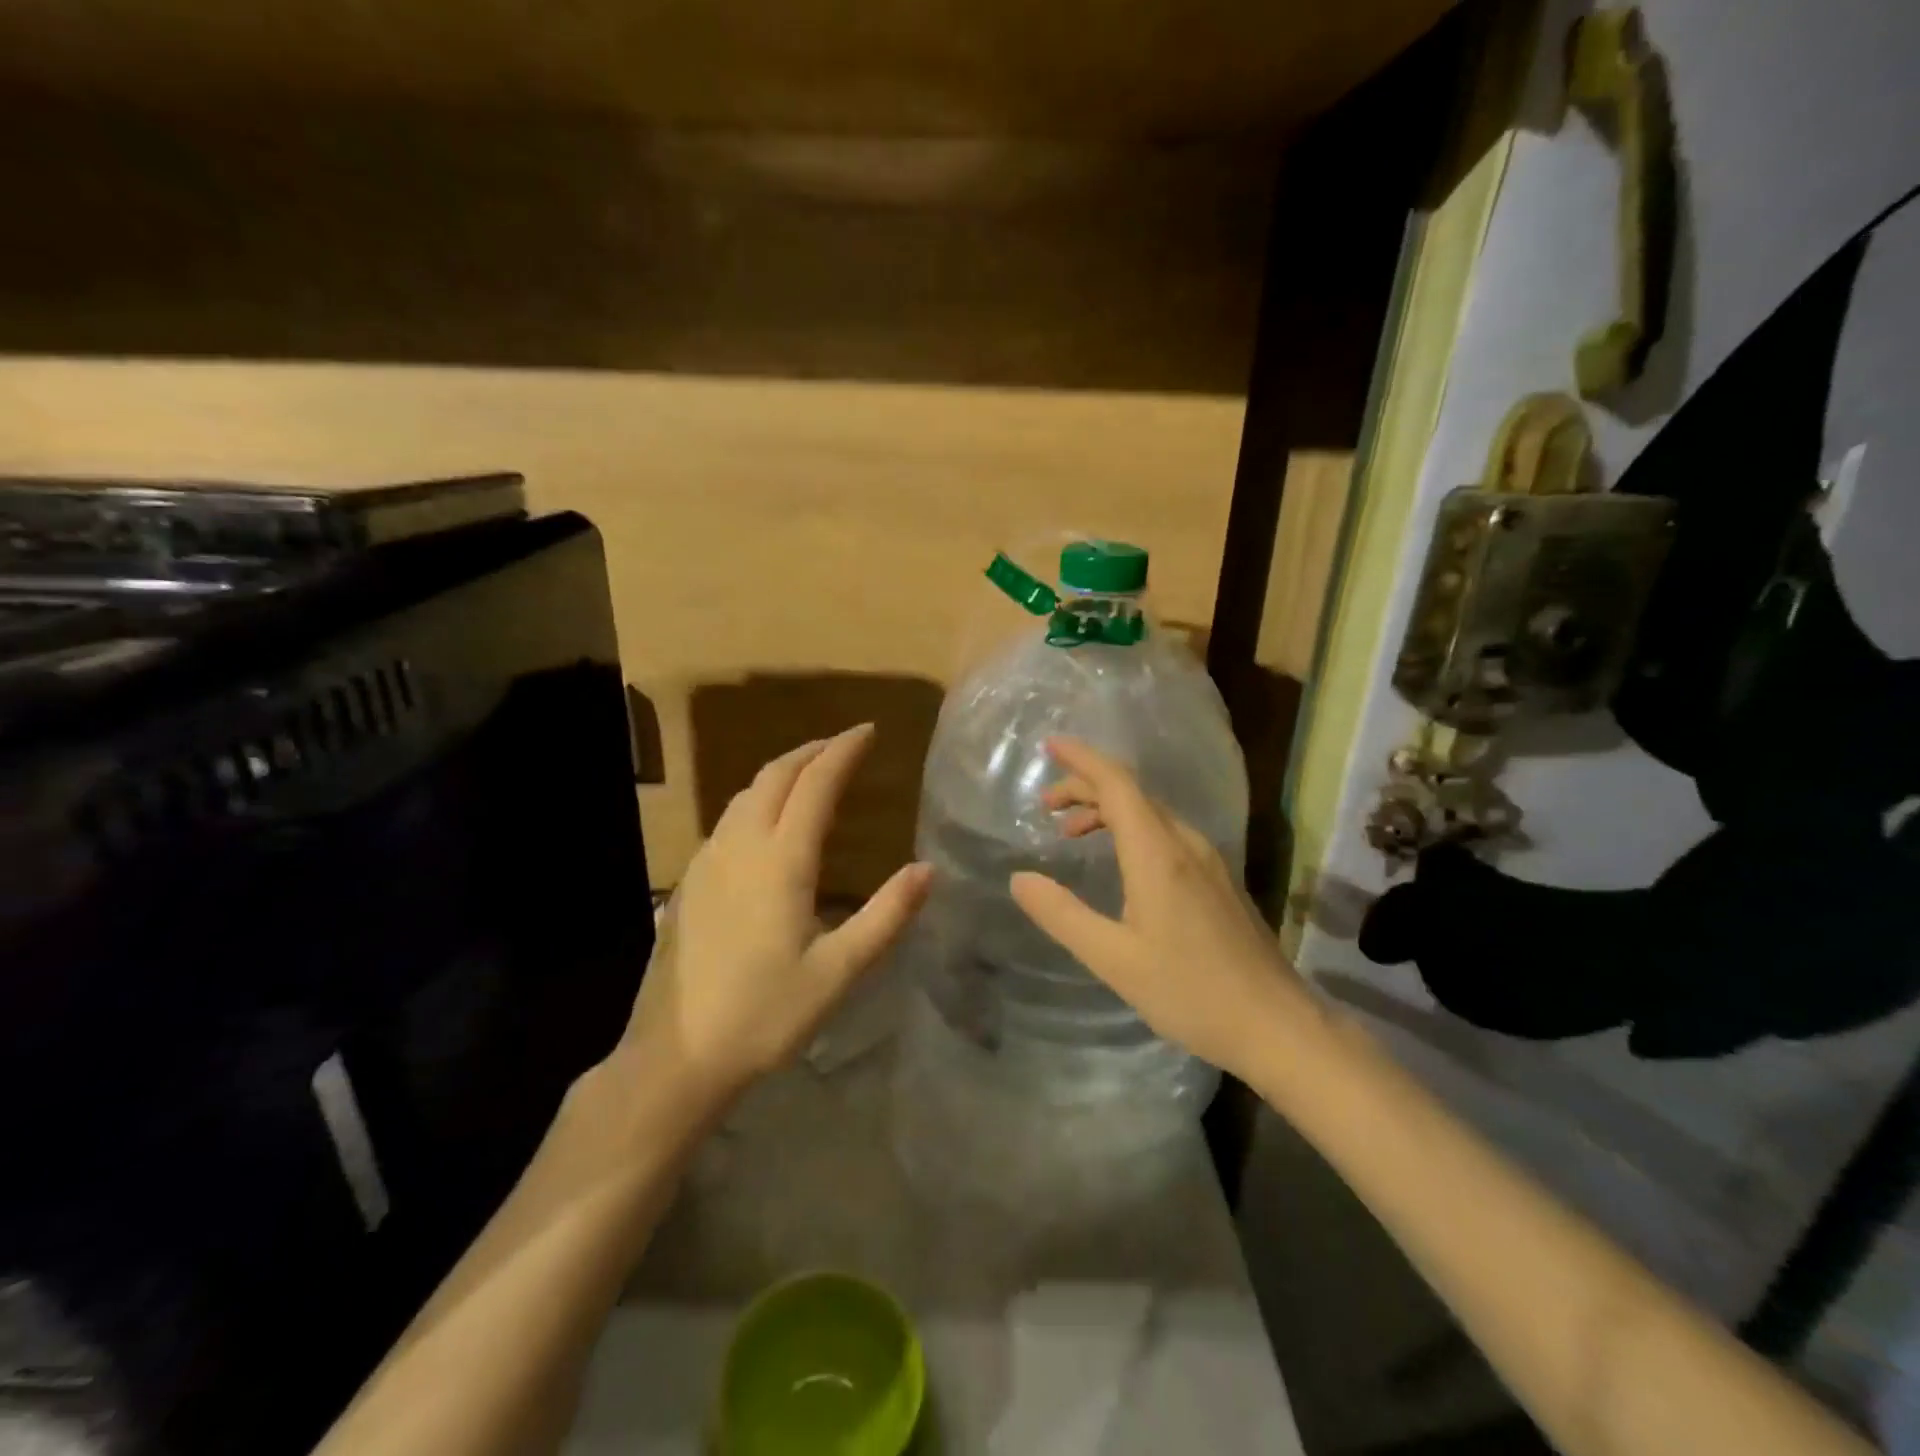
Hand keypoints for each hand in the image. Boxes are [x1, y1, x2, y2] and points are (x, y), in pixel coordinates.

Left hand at [620, 724, 930, 1106]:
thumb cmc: (764, 1015)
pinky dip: (758, 798)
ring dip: (782, 772)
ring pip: (746, 793)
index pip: (815, 784)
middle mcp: (740, 846)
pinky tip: (767, 821)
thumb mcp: (838, 972)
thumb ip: (886, 916)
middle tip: (844, 746)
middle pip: (775, 776)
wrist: (675, 1057)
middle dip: (812, 752)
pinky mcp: (690, 881)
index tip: (868, 731)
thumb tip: (927, 869)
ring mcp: (708, 861)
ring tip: (811, 773)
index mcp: (781, 861)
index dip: (843, 751)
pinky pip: (728, 818)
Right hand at [1009, 737, 1319, 1082]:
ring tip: (1071, 833)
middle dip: (1085, 787)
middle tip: (1045, 805)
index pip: (1116, 784)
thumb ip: (1062, 914)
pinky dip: (1131, 830)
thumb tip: (1020, 878)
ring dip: (1108, 810)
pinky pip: (1167, 834)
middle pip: (1132, 793)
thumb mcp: (1112, 959)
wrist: (1276, 1025)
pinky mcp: (1219, 880)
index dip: (1081, 759)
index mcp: (1157, 853)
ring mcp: (1208, 860)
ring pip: (1151, 813)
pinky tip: (1120, 861)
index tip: (1049, 744)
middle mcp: (1185, 843)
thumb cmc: (1190, 991)